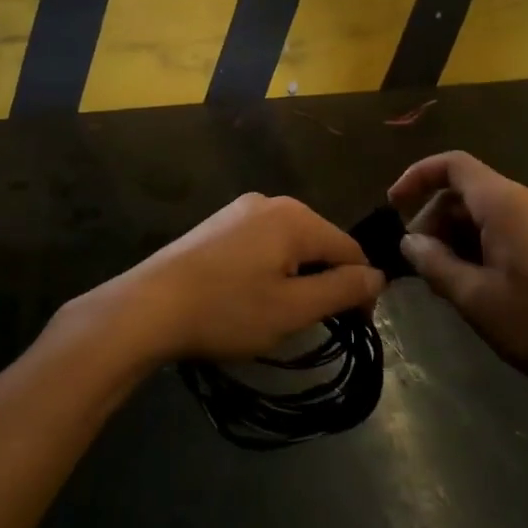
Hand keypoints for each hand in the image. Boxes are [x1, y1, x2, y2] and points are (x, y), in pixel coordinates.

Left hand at [88, 194, 383, 364]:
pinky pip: (261, 242)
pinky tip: (250, 295)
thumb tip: (378, 275)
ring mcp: (240, 209)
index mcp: (296, 217)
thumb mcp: (293, 308)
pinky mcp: (218, 223)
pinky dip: (269, 267)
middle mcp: (271, 202)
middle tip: (314, 323)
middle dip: (326, 280)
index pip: (350, 249)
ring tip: (281, 313)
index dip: (361, 289)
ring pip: (289, 243)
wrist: (149, 306)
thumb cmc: (228, 310)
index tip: (355, 326)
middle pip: (319, 242)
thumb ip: (341, 289)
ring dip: (297, 276)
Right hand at [389, 151, 527, 413]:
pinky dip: (485, 245)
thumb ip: (435, 265)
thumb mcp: (477, 299)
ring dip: (459, 237)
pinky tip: (482, 285)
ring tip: (449, 282)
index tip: (393, 206)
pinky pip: (511, 227)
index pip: (452, 165)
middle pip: (468, 191)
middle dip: (436, 219)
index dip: (417, 176)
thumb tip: (409, 242)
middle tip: (421, 264)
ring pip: (489, 212)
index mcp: (505, 202)